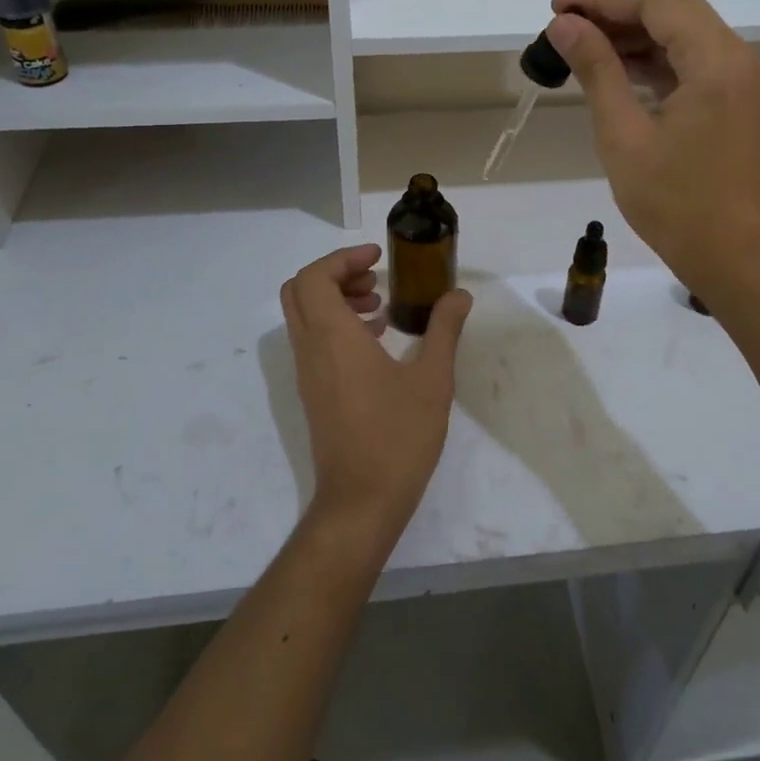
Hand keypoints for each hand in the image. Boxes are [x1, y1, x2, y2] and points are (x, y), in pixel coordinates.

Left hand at [279, 245, 473, 550]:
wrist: (361, 502)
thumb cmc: (398, 437)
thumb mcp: (432, 380)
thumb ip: (444, 330)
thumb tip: (459, 295)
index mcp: (333, 338)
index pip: (314, 277)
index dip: (342, 258)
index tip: (377, 258)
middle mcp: (311, 349)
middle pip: (300, 290)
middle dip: (335, 274)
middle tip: (375, 279)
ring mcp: (307, 373)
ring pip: (304, 315)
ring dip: (336, 299)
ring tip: (381, 307)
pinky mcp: (313, 392)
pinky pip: (313, 341)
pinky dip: (336, 326)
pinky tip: (377, 341)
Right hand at [547, 0, 759, 298]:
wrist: (736, 259)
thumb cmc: (675, 204)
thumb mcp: (624, 136)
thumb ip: (597, 71)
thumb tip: (564, 24)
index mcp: (715, 62)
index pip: (657, 1)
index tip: (556, 10)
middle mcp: (737, 58)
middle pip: (674, 6)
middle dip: (618, 8)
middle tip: (568, 26)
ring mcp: (741, 79)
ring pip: (684, 31)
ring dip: (635, 32)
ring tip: (582, 48)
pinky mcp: (736, 101)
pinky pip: (693, 60)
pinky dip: (655, 57)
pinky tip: (618, 71)